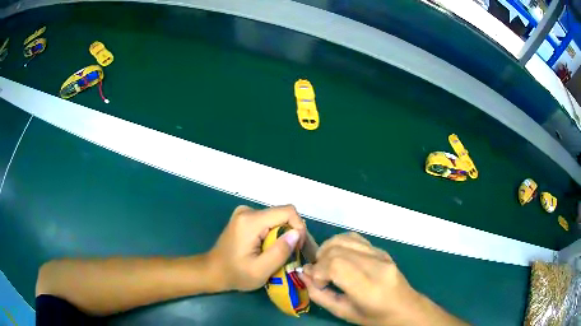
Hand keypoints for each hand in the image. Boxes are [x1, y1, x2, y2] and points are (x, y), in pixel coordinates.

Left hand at [208, 205, 306, 291]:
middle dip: (291, 234)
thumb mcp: (260, 270)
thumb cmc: (236, 274)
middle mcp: (248, 211)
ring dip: (283, 235)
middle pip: (283, 215)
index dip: (299, 228)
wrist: (213, 271)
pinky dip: (275, 234)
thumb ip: (280, 252)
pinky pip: (269, 222)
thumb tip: (297, 233)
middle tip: (291, 255)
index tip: (297, 248)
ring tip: (280, 254)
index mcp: (251, 221)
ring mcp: (245, 213)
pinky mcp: (245, 218)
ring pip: (277, 219)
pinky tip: (270, 249)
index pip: (287, 212)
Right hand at [300, 233, 465, 325]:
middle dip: (320, 261)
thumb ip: (320, 295)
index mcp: (369, 287)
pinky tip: (337, 256)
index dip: (318, 271)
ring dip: (327, 249)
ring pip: (344, 239)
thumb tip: (303, 274)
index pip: (336, 265)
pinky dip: (339, 243)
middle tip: (319, 276)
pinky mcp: (381, 249)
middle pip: (337, 250)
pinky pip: (354, 237)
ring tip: (325, 265)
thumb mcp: (344, 312)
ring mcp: (380, 254)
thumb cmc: (374, 317)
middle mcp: (376, 265)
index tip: (315, 282)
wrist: (404, 307)